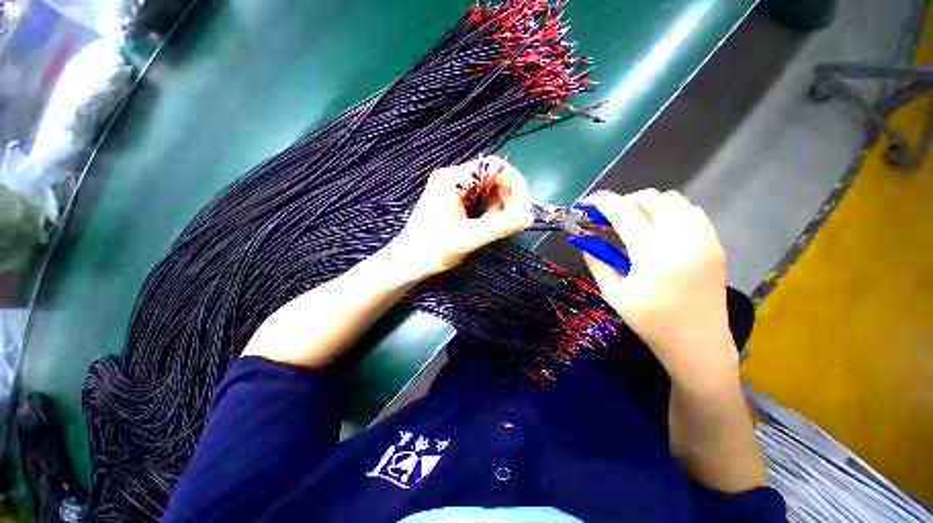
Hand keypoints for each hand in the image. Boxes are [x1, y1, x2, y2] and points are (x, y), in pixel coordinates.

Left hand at [385, 157, 533, 281]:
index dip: (514, 183)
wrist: (407, 263)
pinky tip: (483, 226)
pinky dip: (488, 212)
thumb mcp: (468, 238)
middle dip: (506, 198)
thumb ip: (500, 226)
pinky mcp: (453, 200)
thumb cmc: (432, 250)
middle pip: (492, 177)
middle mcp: (452, 178)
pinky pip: (480, 199)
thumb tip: (528, 217)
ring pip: (488, 189)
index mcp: (452, 180)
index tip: (522, 208)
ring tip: (491, 228)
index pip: (492, 166)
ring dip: (497, 207)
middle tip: (510, 222)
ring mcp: (452, 188)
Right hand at [580, 189, 737, 391]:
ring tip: (634, 223)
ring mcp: (704, 239)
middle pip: (650, 198)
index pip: (625, 213)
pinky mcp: (715, 243)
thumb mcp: (614, 295)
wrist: (698, 343)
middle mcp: (683, 240)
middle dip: (624, 201)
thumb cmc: (651, 323)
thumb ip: (597, 263)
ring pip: (672, 199)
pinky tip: (660, 229)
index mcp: (654, 256)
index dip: (603, 201)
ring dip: (647, 205)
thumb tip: (585, 240)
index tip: (589, 203)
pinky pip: (691, 210)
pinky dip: (670, 211)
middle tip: (609, 219)